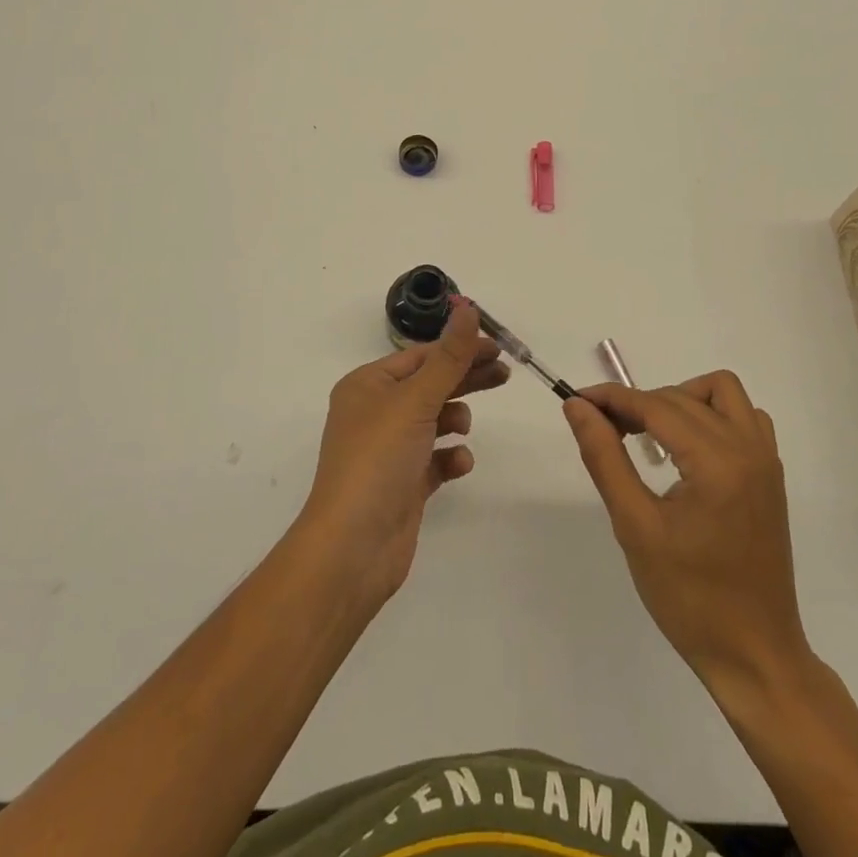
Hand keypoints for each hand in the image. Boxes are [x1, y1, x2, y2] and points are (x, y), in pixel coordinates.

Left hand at [297, 301, 508, 609]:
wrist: (352, 548)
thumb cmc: (378, 461)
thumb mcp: (415, 401)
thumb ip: (448, 357)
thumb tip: (468, 308)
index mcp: (367, 386)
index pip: (420, 356)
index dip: (459, 348)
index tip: (497, 347)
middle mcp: (375, 413)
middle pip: (430, 385)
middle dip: (466, 379)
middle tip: (505, 374)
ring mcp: (389, 450)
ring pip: (434, 421)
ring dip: (454, 419)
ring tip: (464, 428)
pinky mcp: (403, 483)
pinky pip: (435, 459)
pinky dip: (450, 458)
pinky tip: (459, 463)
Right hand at [564, 372, 811, 690]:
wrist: (754, 655)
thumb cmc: (689, 598)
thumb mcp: (635, 527)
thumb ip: (605, 457)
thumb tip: (578, 406)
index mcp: (717, 463)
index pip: (655, 406)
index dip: (612, 398)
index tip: (577, 400)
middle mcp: (748, 449)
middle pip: (682, 397)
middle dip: (638, 403)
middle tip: (603, 429)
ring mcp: (765, 460)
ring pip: (721, 392)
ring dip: (681, 398)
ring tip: (648, 432)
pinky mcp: (770, 475)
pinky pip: (744, 416)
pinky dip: (712, 414)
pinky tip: (688, 447)